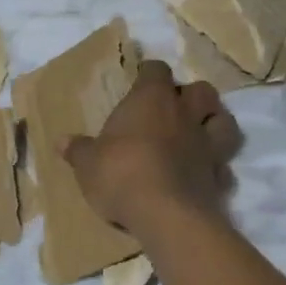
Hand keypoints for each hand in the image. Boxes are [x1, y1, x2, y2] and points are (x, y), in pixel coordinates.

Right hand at [61, 60, 239, 233]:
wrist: (165, 214)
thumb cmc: (120, 174)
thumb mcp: (88, 163)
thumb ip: (78, 150)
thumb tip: (61, 141)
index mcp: (151, 100)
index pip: (156, 70)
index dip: (149, 74)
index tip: (140, 82)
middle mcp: (184, 114)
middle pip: (201, 89)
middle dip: (190, 95)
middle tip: (174, 108)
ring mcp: (206, 144)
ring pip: (224, 121)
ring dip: (215, 122)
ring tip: (200, 132)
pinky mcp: (218, 175)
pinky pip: (223, 165)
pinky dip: (217, 167)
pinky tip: (205, 174)